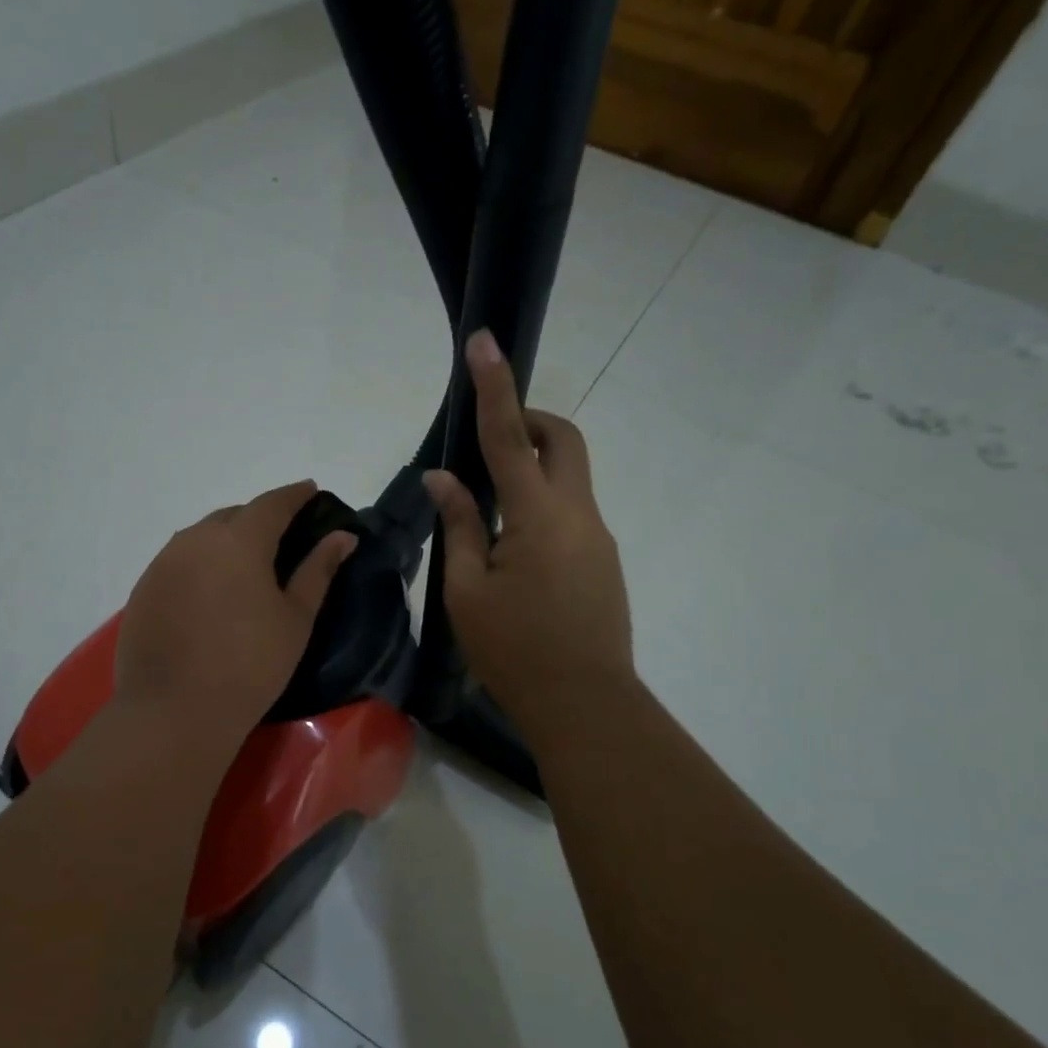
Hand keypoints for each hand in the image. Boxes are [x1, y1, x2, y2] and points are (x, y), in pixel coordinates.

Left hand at [115, 481, 356, 738]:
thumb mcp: (295, 619)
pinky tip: (209, 590)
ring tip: (245, 562)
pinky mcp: (143, 588)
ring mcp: (163, 563)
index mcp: (239, 540)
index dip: (295, 495)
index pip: (272, 503)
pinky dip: (200, 563)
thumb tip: (343, 537)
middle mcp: (195, 539)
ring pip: (201, 536)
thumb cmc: (250, 666)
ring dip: (226, 539)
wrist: (175, 711)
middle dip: (259, 518)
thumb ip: (318, 570)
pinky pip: (178, 560)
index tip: (311, 490)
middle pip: (234, 515)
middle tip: (281, 536)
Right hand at [424, 330, 634, 745]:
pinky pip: (572, 512)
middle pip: (563, 440)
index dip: (495, 386)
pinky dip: (542, 506)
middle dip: (529, 422)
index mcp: (538, 515)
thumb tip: (443, 479)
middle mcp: (578, 514)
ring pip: (569, 478)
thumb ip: (458, 526)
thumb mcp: (467, 591)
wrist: (585, 705)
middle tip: (491, 441)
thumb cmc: (514, 650)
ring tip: (488, 517)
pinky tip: (514, 553)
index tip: (485, 341)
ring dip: (532, 472)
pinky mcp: (603, 560)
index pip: (509, 436)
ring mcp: (598, 537)